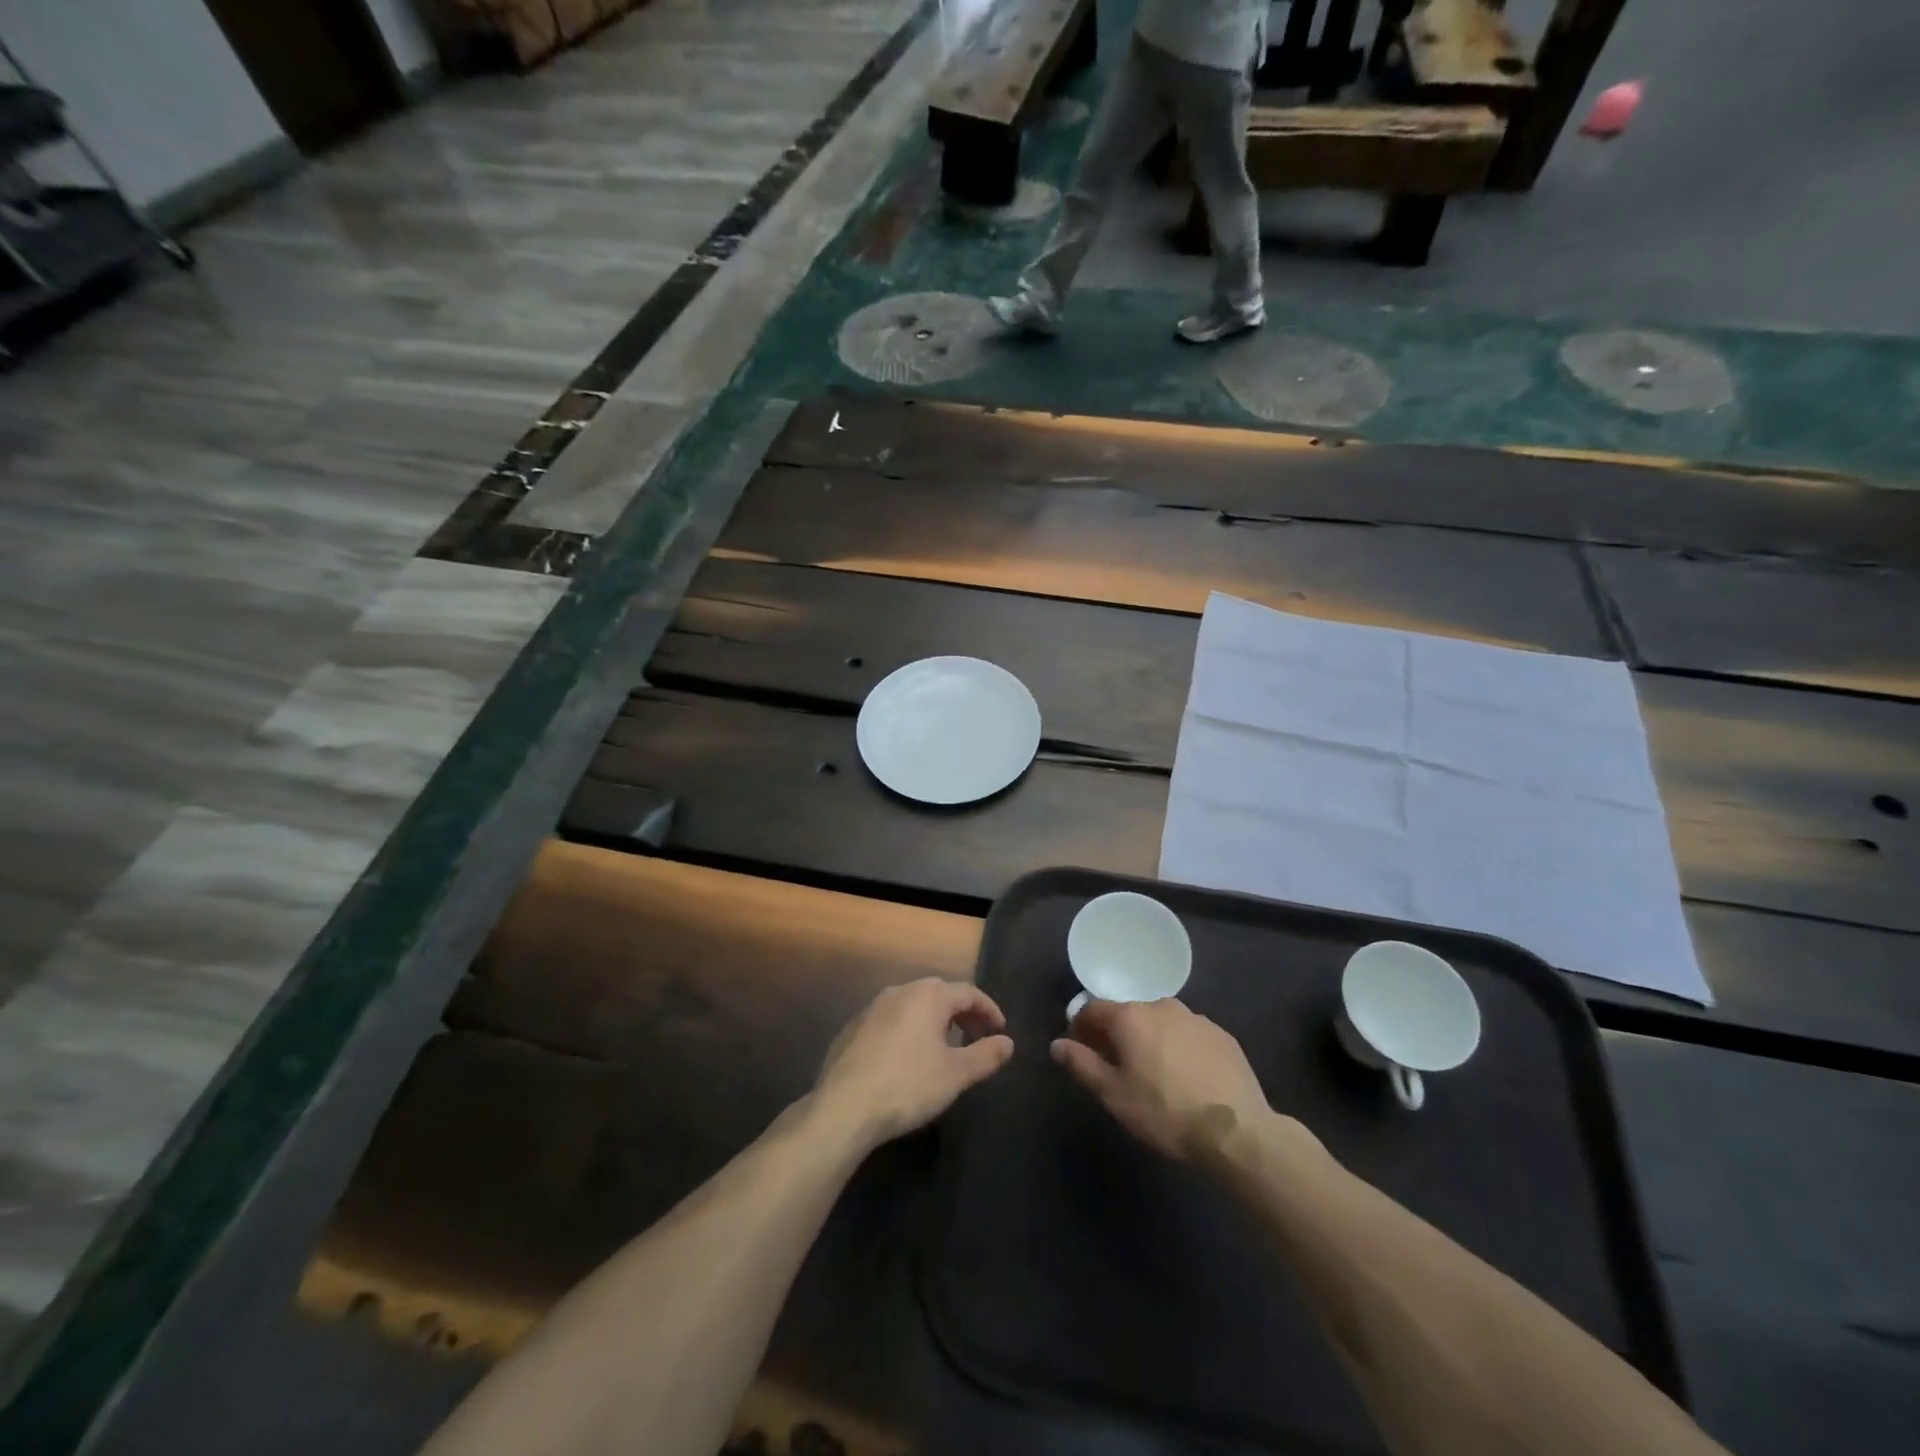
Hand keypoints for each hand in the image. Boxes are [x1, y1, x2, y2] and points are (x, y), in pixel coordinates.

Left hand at [812, 979, 1014, 1152]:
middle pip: (939, 994)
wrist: (843, 1107)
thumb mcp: (955, 1074)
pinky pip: (891, 1020)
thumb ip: (986, 1055)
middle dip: (962, 1013)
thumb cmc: (908, 1086)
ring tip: (945, 1048)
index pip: (968, 993)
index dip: (989, 1010)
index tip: (1000, 1031)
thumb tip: (1008, 1042)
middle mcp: (900, 991)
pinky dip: (908, 1031)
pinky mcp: (853, 1028)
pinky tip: (908, 1058)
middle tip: (977, 1037)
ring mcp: (872, 1007)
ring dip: (934, 1021)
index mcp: (928, 995)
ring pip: (913, 1006)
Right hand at [1052, 999, 1269, 1159]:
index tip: (1080, 1050)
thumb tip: (1057, 1045)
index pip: (1093, 1009)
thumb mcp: (1114, 1094)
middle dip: (1116, 1034)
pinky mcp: (1222, 1034)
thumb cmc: (1165, 1111)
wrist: (1237, 1130)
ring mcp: (1195, 1018)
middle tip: (1116, 1066)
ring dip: (1149, 1039)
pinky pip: (1188, 1034)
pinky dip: (1178, 1047)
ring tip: (1154, 1073)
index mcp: (1130, 1016)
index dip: (1080, 1027)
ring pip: (1160, 1022)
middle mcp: (1161, 1005)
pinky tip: (1186, 1077)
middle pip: (1128, 1013)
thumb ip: (1081, 1064)